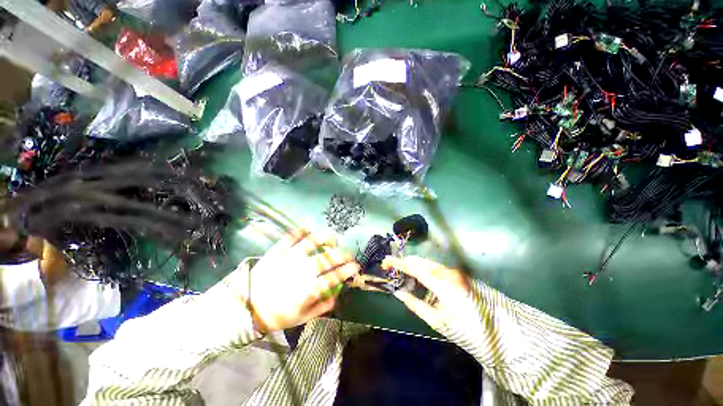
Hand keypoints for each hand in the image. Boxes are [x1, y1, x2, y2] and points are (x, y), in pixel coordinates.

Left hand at [248, 231, 359, 332]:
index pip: (334, 277)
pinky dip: (300, 230)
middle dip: (343, 254)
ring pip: (312, 243)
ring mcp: (291, 258)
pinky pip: (291, 237)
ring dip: (325, 239)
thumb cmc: (276, 315)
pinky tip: (308, 227)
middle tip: (349, 253)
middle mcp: (303, 270)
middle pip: (328, 258)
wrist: (245, 307)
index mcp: (309, 289)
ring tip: (332, 238)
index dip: (348, 270)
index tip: (356, 266)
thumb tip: (337, 296)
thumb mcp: (301, 318)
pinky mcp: (278, 251)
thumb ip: (322, 307)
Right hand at [382, 256, 471, 329]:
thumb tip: (399, 293)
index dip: (399, 263)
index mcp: (442, 284)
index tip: (386, 261)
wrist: (501, 332)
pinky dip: (423, 269)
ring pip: (428, 263)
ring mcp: (454, 272)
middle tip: (391, 266)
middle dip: (404, 261)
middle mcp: (448, 273)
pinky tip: (417, 275)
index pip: (415, 268)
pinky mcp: (458, 274)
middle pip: (421, 261)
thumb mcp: (438, 321)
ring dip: (413, 264)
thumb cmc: (467, 331)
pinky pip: (436, 268)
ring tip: (401, 271)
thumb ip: (416, 304)